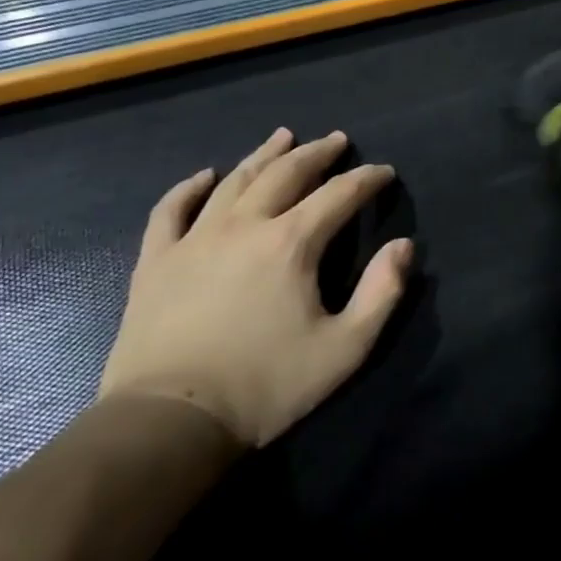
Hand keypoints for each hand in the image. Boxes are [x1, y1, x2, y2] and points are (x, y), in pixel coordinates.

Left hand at [99, 127, 413, 448]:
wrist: (169, 422)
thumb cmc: (267, 385)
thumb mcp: (346, 347)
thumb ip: (382, 292)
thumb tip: (403, 246)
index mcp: (292, 243)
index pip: (339, 195)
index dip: (366, 179)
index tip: (384, 172)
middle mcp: (244, 226)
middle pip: (286, 174)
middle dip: (317, 154)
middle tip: (336, 140)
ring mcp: (194, 240)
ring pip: (234, 182)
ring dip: (264, 156)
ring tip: (283, 137)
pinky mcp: (156, 262)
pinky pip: (170, 211)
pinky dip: (189, 188)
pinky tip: (204, 176)